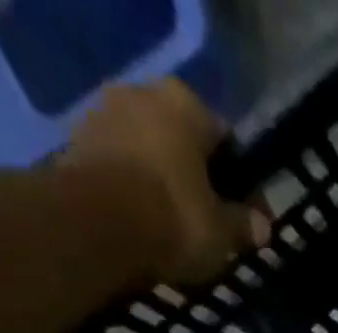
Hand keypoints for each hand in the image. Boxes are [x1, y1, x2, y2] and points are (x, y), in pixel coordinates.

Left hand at [61, 79, 268, 281]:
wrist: (95, 228)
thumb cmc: (173, 219)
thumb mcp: (223, 233)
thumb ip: (244, 225)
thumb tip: (262, 226)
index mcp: (185, 104)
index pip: (226, 141)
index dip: (243, 183)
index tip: (250, 216)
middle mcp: (142, 94)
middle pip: (182, 143)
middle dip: (198, 179)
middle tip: (211, 222)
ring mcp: (103, 115)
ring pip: (150, 154)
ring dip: (164, 185)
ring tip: (176, 229)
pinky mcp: (75, 144)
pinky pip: (121, 170)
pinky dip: (135, 193)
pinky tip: (146, 225)